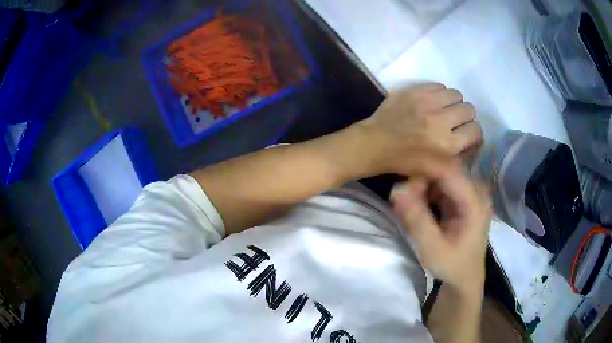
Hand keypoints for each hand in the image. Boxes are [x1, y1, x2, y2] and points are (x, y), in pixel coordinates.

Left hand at [356, 83, 482, 175]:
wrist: (376, 143)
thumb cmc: (405, 161)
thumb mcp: (435, 170)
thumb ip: (458, 158)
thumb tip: (474, 140)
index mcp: (447, 145)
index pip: (476, 130)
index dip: (472, 133)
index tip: (465, 134)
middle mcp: (441, 121)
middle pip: (469, 109)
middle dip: (465, 117)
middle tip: (454, 122)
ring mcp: (428, 103)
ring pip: (457, 94)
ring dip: (453, 103)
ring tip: (443, 110)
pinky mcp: (416, 91)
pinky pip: (440, 86)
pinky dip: (440, 94)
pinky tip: (432, 103)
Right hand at [391, 169, 491, 294]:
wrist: (466, 277)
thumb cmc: (452, 266)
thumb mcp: (433, 250)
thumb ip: (417, 221)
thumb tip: (396, 190)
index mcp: (475, 202)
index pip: (448, 171)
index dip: (422, 170)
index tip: (399, 184)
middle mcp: (476, 189)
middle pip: (444, 169)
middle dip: (420, 180)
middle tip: (401, 202)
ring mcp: (471, 191)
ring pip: (440, 174)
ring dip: (421, 186)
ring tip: (408, 206)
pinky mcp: (463, 195)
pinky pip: (441, 183)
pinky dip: (426, 191)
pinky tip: (418, 206)